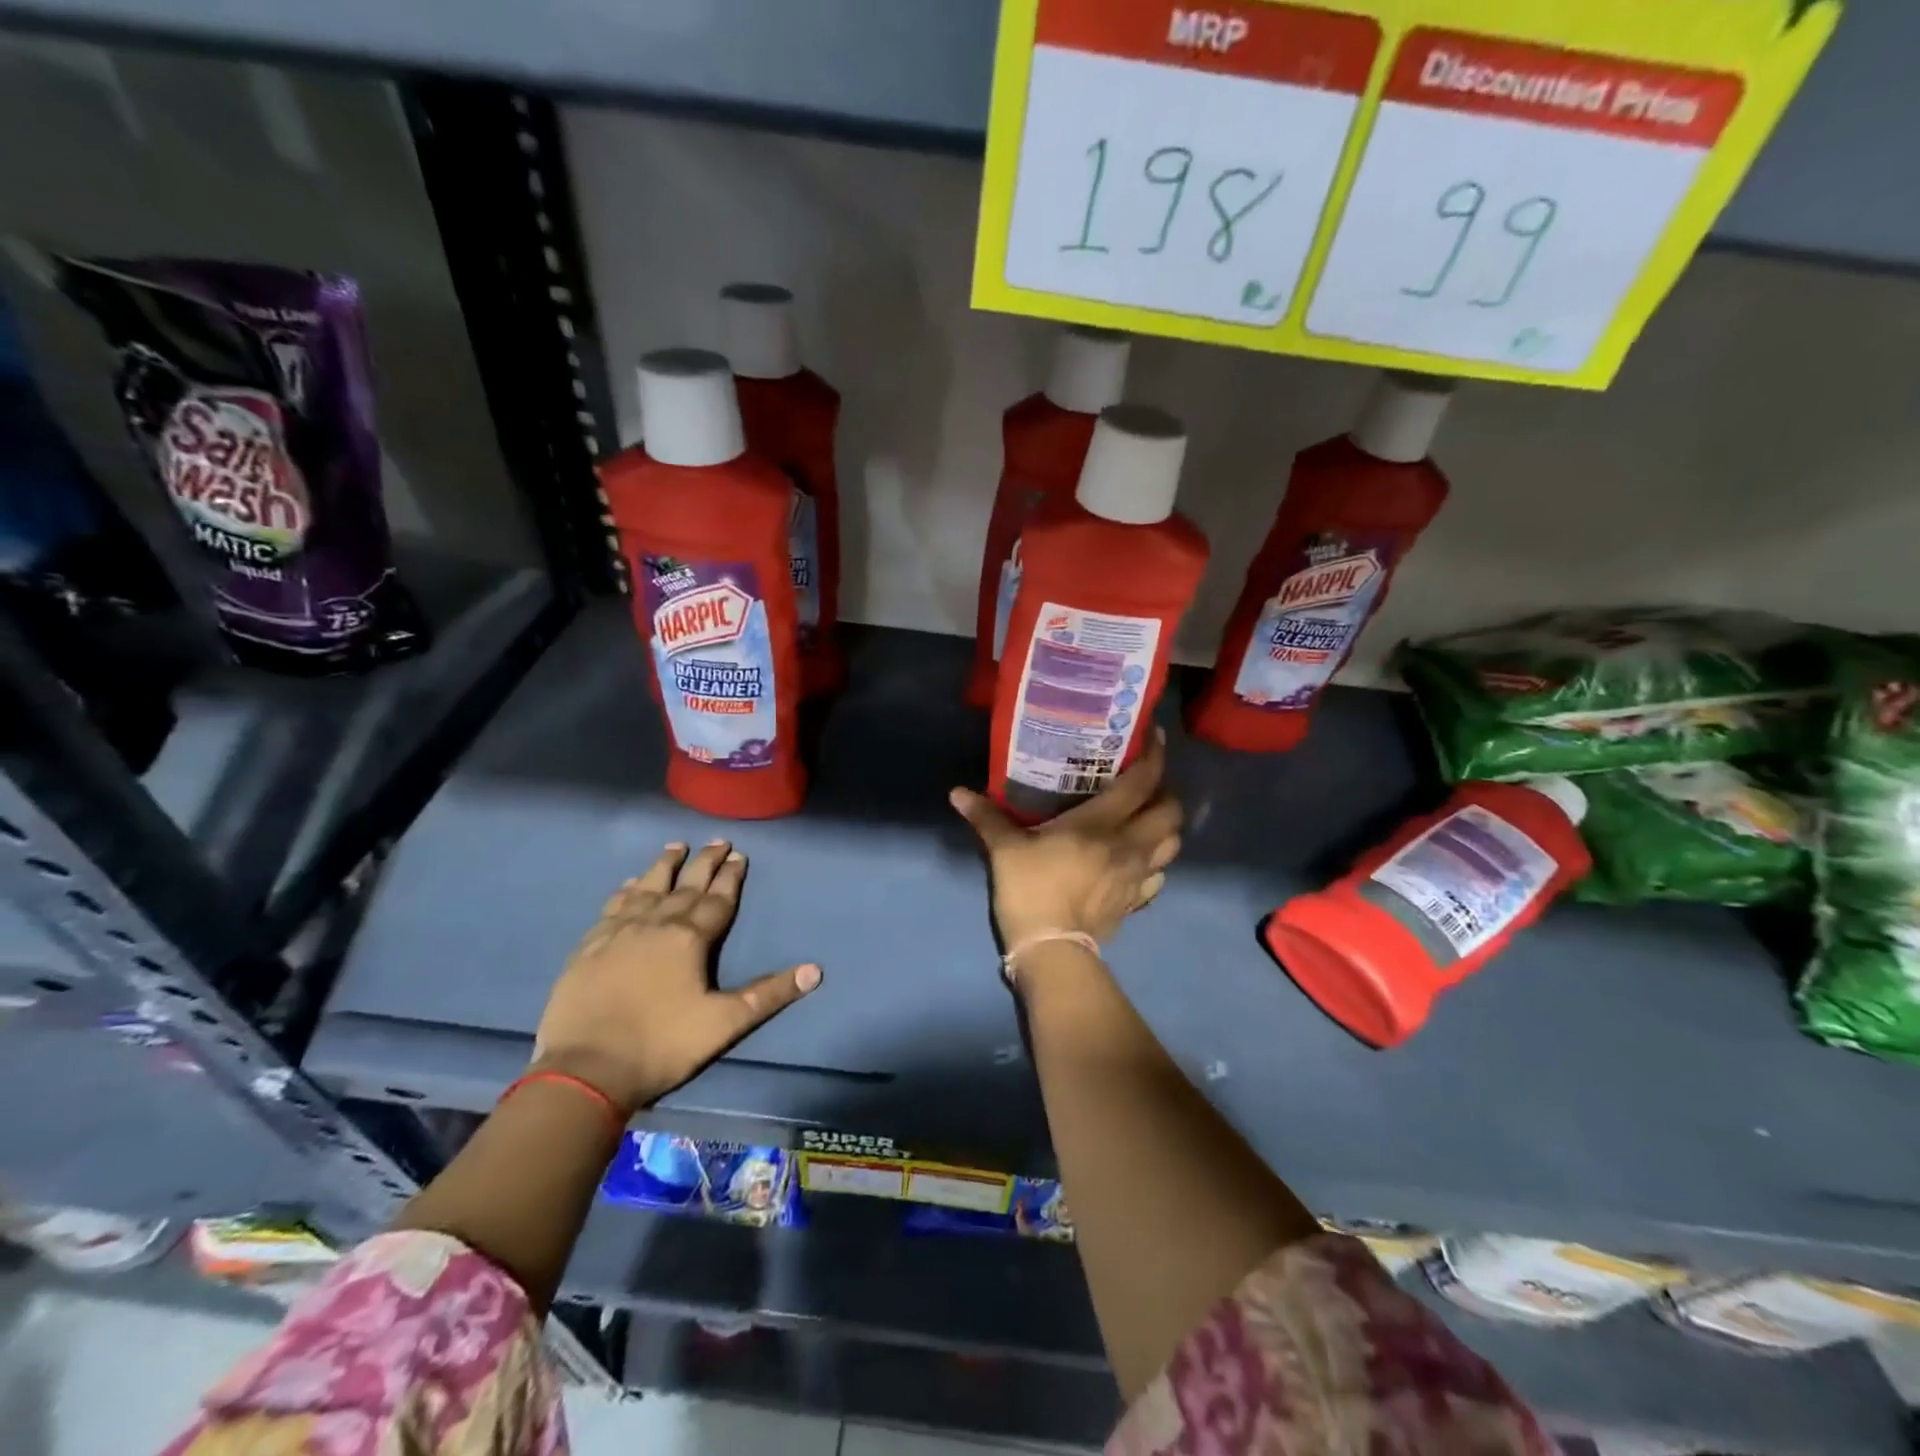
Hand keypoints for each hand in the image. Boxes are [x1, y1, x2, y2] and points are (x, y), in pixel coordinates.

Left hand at [531, 841, 820, 1113]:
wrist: (585, 1071)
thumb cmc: (662, 1046)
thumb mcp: (725, 1023)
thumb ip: (769, 994)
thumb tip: (816, 970)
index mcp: (689, 939)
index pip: (717, 899)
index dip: (731, 877)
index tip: (740, 854)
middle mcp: (655, 924)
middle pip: (685, 886)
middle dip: (704, 862)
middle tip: (717, 841)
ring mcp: (618, 932)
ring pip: (647, 888)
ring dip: (664, 866)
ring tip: (676, 846)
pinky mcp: (589, 946)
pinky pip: (612, 907)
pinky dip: (625, 891)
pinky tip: (629, 884)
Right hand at [950, 727, 1183, 957]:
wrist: (1052, 950)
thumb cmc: (1032, 890)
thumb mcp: (1005, 850)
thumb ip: (987, 817)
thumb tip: (957, 793)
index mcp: (1103, 824)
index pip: (1143, 782)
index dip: (1155, 755)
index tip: (1154, 736)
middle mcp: (1130, 845)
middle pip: (1171, 811)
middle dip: (1166, 792)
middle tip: (1146, 785)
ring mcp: (1139, 876)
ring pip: (1173, 844)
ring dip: (1165, 828)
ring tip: (1146, 820)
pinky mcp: (1136, 901)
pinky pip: (1159, 876)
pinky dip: (1155, 863)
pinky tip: (1136, 861)